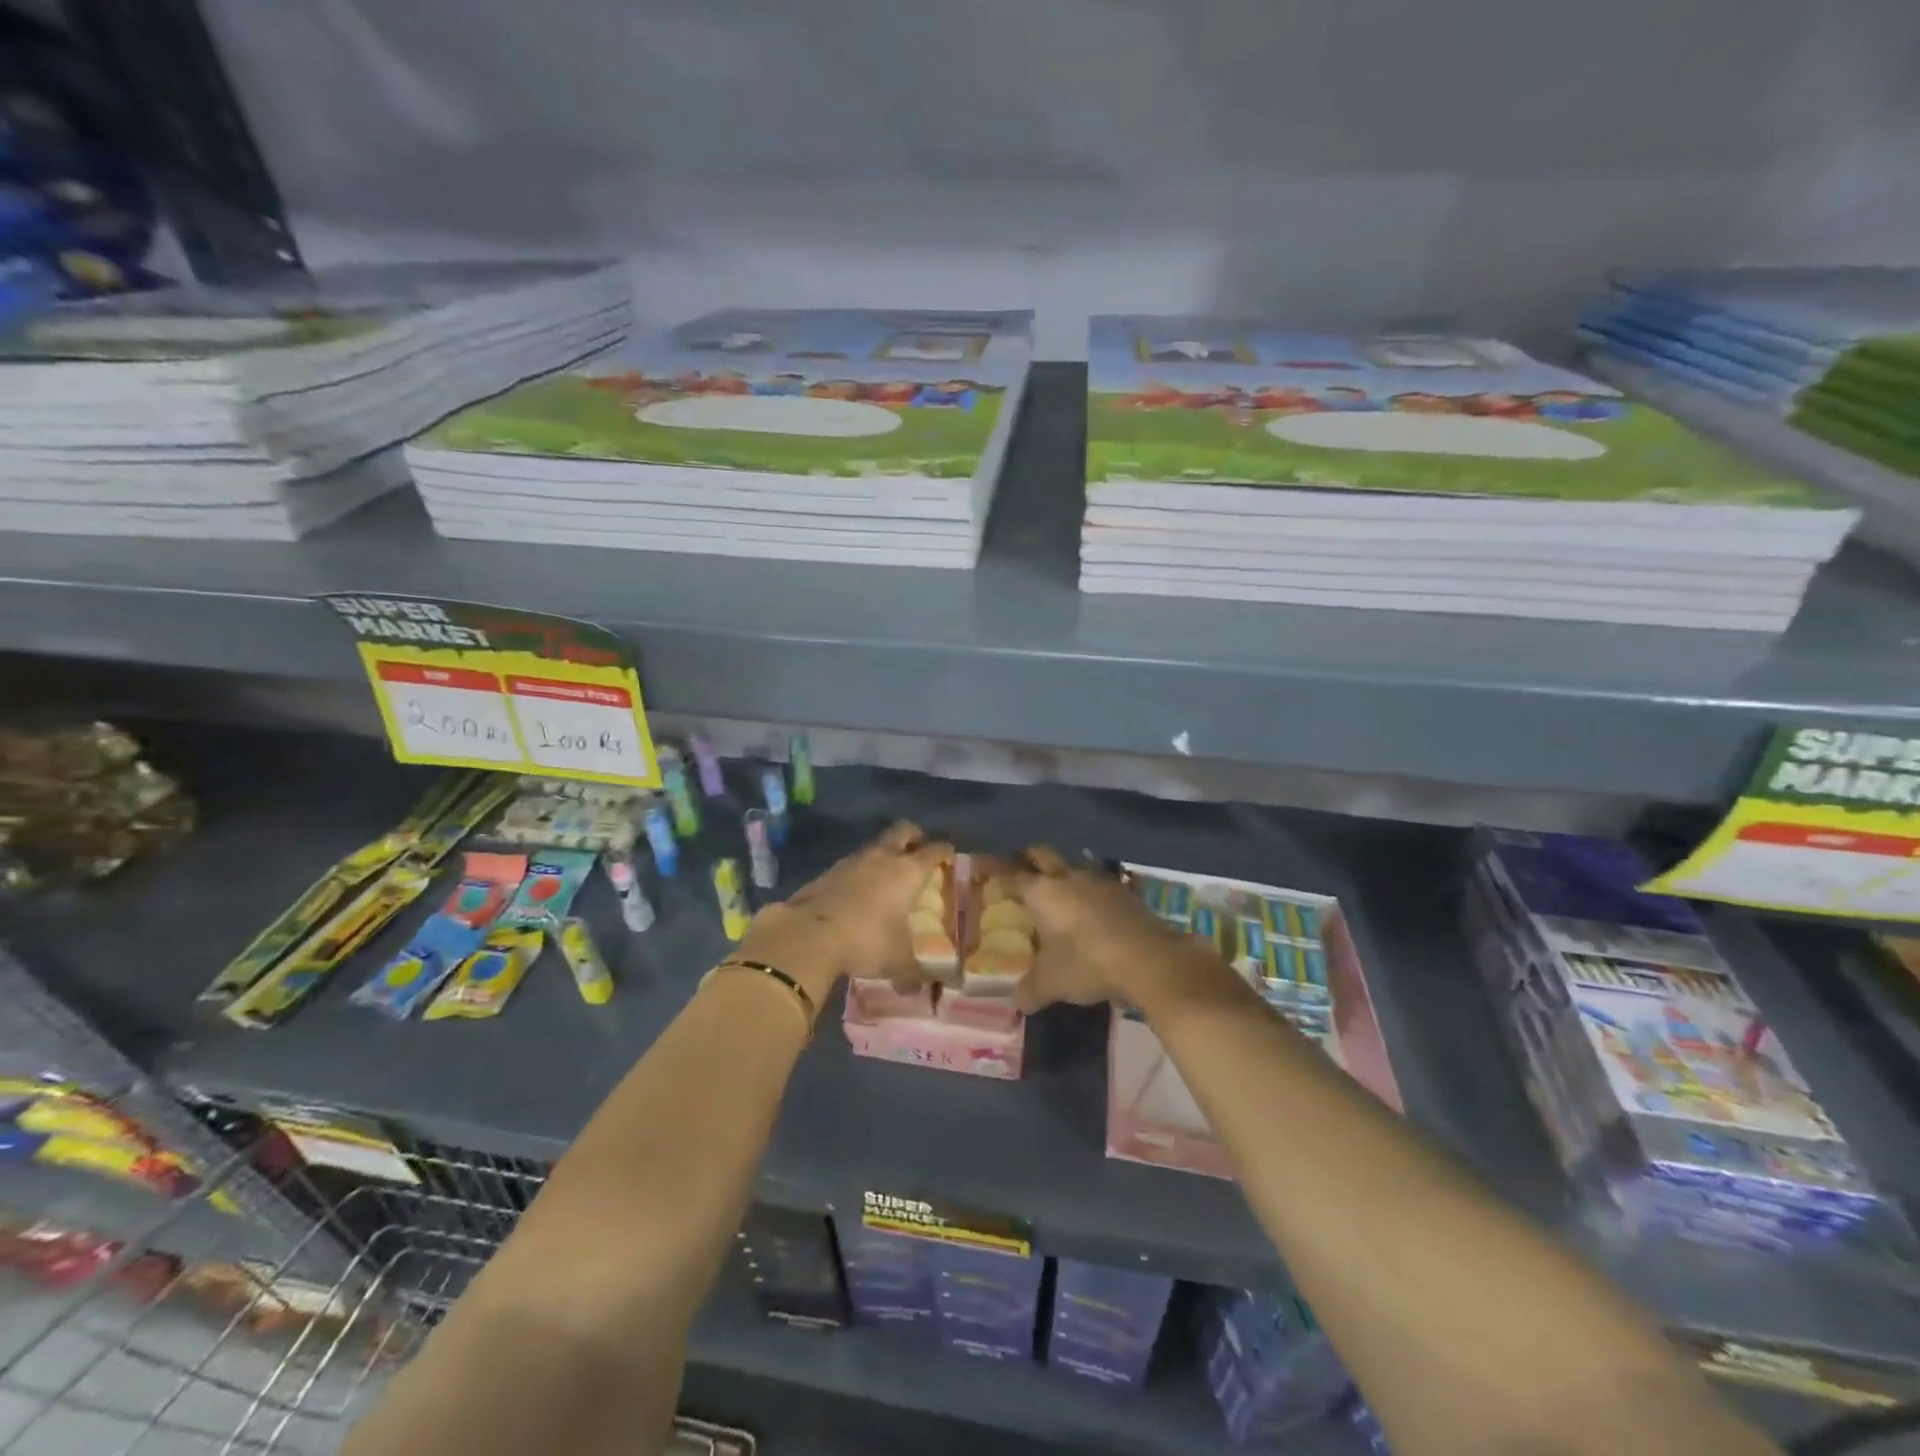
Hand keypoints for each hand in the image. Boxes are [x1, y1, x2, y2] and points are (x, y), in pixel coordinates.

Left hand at [736, 821, 952, 1010]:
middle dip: (915, 837)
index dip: (945, 851)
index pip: (935, 850)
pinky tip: (859, 891)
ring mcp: (853, 860)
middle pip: (904, 831)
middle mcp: (883, 857)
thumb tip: (938, 984)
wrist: (808, 934)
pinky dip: (861, 870)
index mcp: (908, 871)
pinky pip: (853, 862)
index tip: (950, 856)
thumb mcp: (898, 961)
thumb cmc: (865, 941)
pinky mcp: (829, 870)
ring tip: (888, 875)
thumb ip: (919, 970)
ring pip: (876, 844)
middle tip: (919, 852)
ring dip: (885, 853)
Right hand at [1010, 846, 1238, 1013]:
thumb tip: (1016, 1002)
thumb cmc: (1088, 963)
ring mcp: (1099, 881)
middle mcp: (1068, 877)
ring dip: (1063, 872)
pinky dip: (1088, 891)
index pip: (1011, 875)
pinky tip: (1090, 907)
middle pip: (1042, 855)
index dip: (996, 872)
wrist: (1150, 959)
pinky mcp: (1124, 892)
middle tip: (1018, 870)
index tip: (983, 870)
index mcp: (1043, 892)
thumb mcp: (1051, 983)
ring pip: (1073, 865)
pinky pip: (1098, 883)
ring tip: (1056, 888)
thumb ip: (1029, 990)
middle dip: (1028, 859)